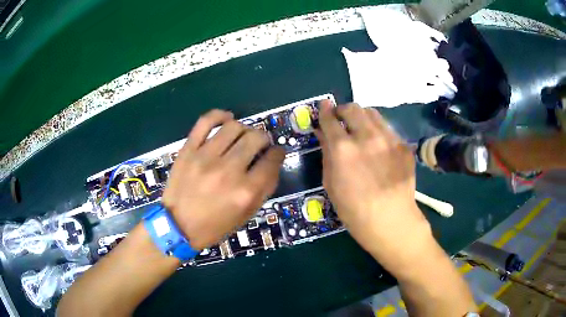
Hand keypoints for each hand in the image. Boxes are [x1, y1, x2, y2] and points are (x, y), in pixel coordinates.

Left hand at [162, 110, 284, 249]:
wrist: (177, 226)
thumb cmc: (214, 225)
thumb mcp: (246, 215)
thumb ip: (264, 189)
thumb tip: (273, 162)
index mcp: (246, 191)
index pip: (272, 160)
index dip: (278, 153)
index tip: (276, 153)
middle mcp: (228, 171)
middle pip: (255, 138)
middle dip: (263, 139)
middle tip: (259, 145)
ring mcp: (205, 157)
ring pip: (234, 126)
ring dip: (244, 129)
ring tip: (242, 136)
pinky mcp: (188, 150)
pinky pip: (206, 121)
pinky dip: (219, 115)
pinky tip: (227, 119)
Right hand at [316, 101, 431, 263]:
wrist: (391, 221)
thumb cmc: (354, 210)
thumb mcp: (331, 184)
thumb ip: (326, 154)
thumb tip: (323, 133)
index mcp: (343, 149)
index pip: (330, 119)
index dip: (324, 110)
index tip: (323, 106)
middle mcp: (367, 137)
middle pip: (353, 108)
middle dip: (343, 110)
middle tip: (341, 119)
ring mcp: (389, 139)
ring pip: (373, 113)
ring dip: (361, 117)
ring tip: (360, 129)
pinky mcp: (404, 146)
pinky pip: (387, 129)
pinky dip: (378, 131)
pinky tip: (378, 146)